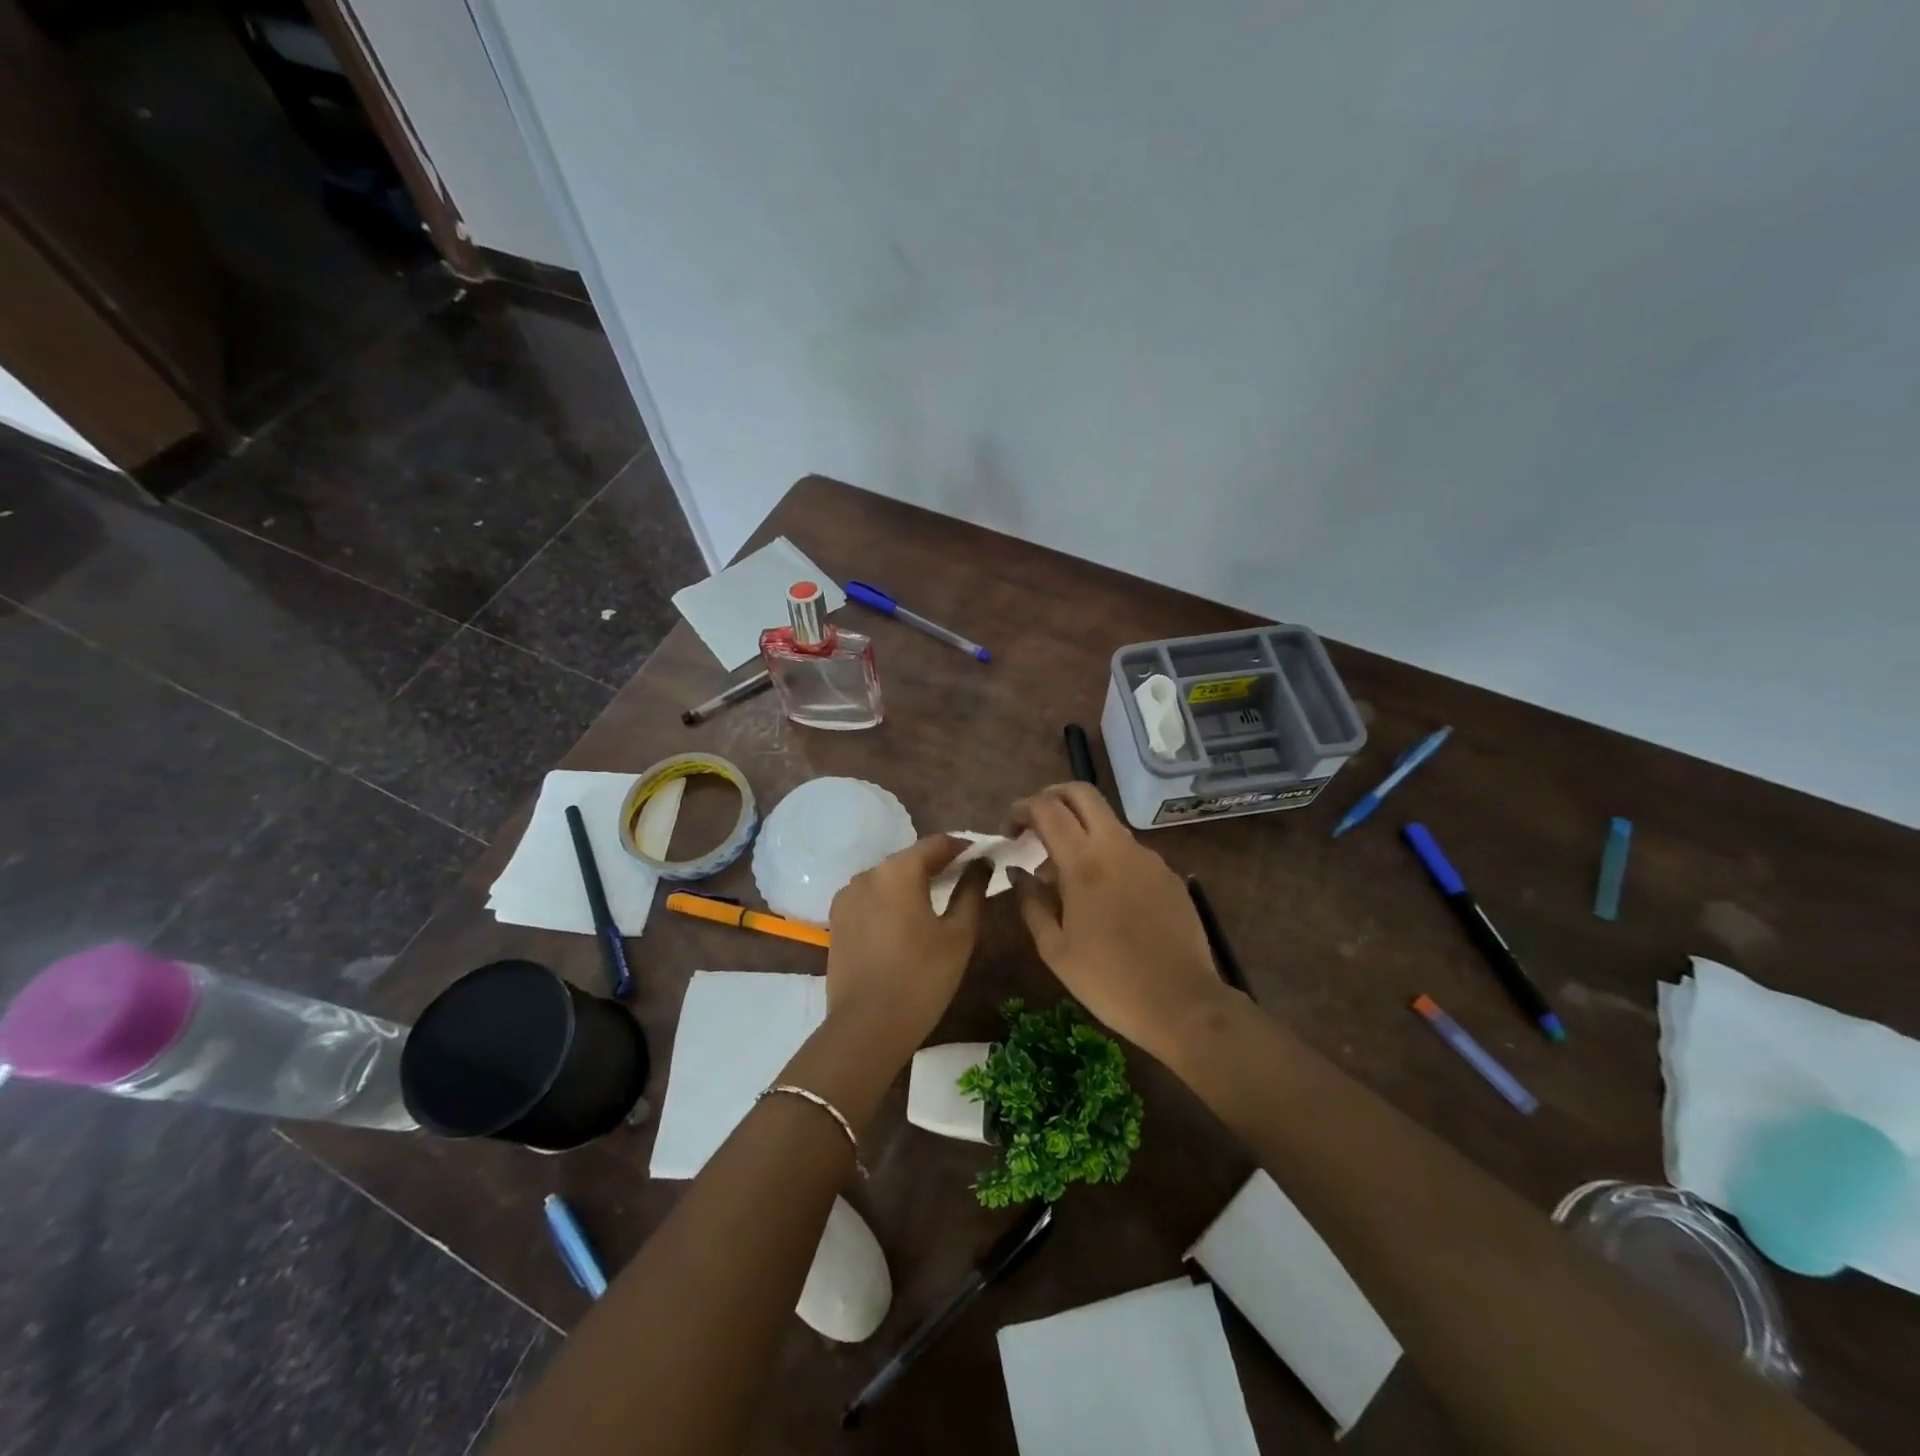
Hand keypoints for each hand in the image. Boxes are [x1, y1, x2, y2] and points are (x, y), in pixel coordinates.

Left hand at [824, 835, 986, 1059]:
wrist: (866, 1027)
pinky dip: (890, 903)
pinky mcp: (836, 921)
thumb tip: (981, 864)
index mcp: (898, 870)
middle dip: (937, 867)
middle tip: (964, 883)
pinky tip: (905, 925)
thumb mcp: (959, 935)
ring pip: (888, 880)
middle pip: (910, 859)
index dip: (963, 848)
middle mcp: (867, 874)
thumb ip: (971, 891)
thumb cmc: (921, 977)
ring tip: (934, 906)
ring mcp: (847, 897)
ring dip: (911, 885)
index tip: (983, 858)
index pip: (937, 843)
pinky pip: (870, 900)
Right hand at [1012, 783, 1232, 1058]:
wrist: (1183, 1004)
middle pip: (1082, 793)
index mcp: (1084, 862)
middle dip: (1052, 797)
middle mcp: (1118, 847)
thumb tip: (1018, 872)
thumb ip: (1031, 902)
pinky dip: (1106, 855)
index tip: (1008, 831)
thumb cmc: (1108, 980)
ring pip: (1107, 822)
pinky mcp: (1168, 874)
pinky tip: (1102, 895)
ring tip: (1064, 874)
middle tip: (1034, 824)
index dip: (1021, 809)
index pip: (1047, 808)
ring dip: (1079, 830)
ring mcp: (1148, 857)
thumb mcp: (1055, 949)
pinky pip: (1128, 851)